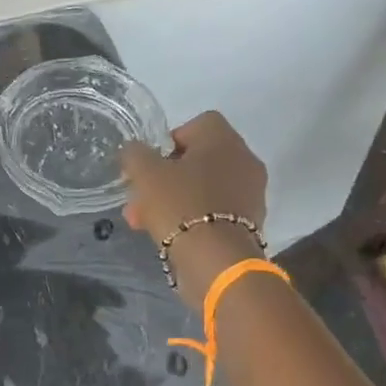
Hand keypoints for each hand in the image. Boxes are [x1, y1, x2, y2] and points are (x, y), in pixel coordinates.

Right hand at [119, 112, 269, 308]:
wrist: (216, 260)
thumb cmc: (180, 205)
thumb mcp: (145, 173)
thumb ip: (135, 154)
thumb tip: (135, 150)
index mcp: (224, 140)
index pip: (196, 124)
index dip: (169, 140)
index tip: (150, 163)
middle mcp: (244, 160)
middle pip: (198, 159)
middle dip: (164, 177)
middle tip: (140, 196)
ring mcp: (250, 193)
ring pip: (202, 187)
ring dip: (173, 199)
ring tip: (142, 221)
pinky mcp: (248, 223)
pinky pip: (213, 211)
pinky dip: (191, 217)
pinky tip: (166, 234)